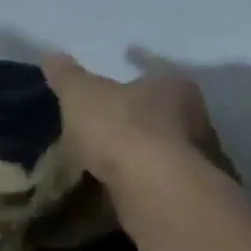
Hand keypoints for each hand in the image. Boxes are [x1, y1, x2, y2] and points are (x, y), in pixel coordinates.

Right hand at [40, 53, 235, 184]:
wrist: (157, 191)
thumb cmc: (123, 130)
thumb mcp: (82, 96)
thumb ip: (68, 77)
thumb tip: (51, 55)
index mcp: (174, 86)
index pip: (153, 74)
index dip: (131, 78)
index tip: (116, 86)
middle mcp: (197, 118)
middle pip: (164, 113)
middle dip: (139, 118)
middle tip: (109, 126)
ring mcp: (199, 160)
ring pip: (166, 149)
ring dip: (142, 154)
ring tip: (110, 162)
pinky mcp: (190, 195)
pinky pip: (161, 182)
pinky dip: (143, 183)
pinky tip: (121, 189)